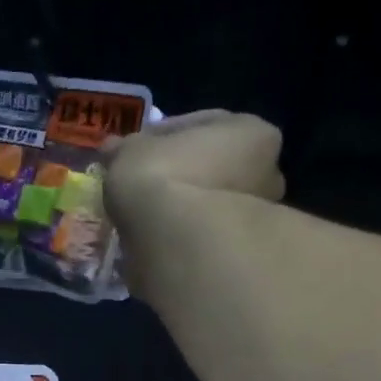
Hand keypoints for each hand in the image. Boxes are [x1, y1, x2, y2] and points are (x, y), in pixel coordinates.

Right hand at [99, 109, 285, 245]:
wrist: (176, 244)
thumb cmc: (162, 179)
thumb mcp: (130, 152)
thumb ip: (124, 149)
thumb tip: (113, 149)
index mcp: (250, 132)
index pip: (200, 125)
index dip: (160, 137)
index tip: (134, 151)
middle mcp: (266, 172)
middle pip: (211, 167)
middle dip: (179, 175)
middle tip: (142, 186)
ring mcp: (255, 219)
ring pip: (207, 207)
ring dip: (180, 210)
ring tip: (143, 219)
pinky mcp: (236, 255)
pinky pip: (200, 238)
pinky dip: (179, 238)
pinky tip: (150, 242)